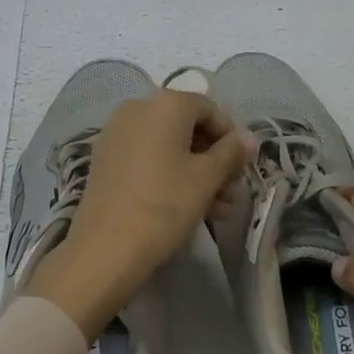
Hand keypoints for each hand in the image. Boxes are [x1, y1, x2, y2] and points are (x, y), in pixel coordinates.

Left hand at [29, 91, 250, 339]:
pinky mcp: (106, 159)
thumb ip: (231, 152)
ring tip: (217, 209)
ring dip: (196, 172)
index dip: (230, 137)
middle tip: (231, 192)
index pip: (209, 109)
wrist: (104, 249)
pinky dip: (169, 174)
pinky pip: (147, 157)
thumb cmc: (164, 204)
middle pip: (188, 127)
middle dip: (214, 159)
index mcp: (165, 104)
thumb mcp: (206, 178)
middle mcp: (139, 108)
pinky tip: (189, 206)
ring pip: (168, 146)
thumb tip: (249, 138)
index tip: (240, 168)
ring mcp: (118, 133)